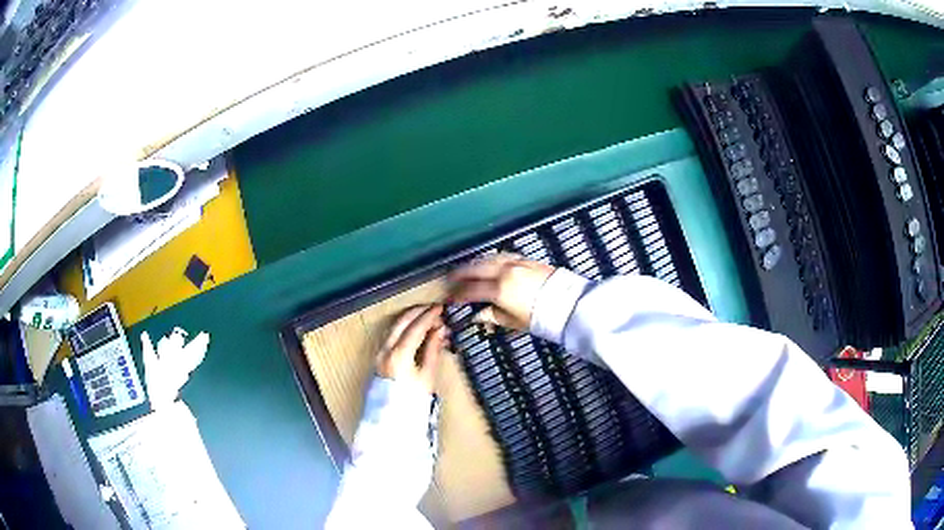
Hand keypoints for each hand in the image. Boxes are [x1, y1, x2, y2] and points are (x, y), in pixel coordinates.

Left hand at [376, 305, 446, 393]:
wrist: (392, 419)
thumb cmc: (412, 401)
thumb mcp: (427, 376)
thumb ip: (433, 350)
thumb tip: (439, 330)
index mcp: (399, 354)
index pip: (415, 327)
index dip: (429, 316)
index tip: (440, 308)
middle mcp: (386, 350)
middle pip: (401, 322)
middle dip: (418, 312)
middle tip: (433, 309)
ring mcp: (380, 353)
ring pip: (394, 327)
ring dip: (410, 318)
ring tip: (425, 316)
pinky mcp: (379, 357)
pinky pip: (391, 335)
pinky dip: (403, 328)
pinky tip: (414, 329)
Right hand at [448, 253, 554, 330]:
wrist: (569, 303)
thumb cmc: (541, 318)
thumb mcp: (514, 322)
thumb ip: (493, 316)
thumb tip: (478, 315)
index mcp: (499, 290)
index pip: (471, 290)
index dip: (457, 294)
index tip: (449, 297)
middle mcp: (503, 272)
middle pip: (475, 269)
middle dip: (460, 274)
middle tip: (450, 279)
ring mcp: (515, 263)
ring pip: (487, 259)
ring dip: (474, 264)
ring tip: (466, 270)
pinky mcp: (525, 259)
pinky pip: (501, 256)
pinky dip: (490, 259)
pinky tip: (488, 263)